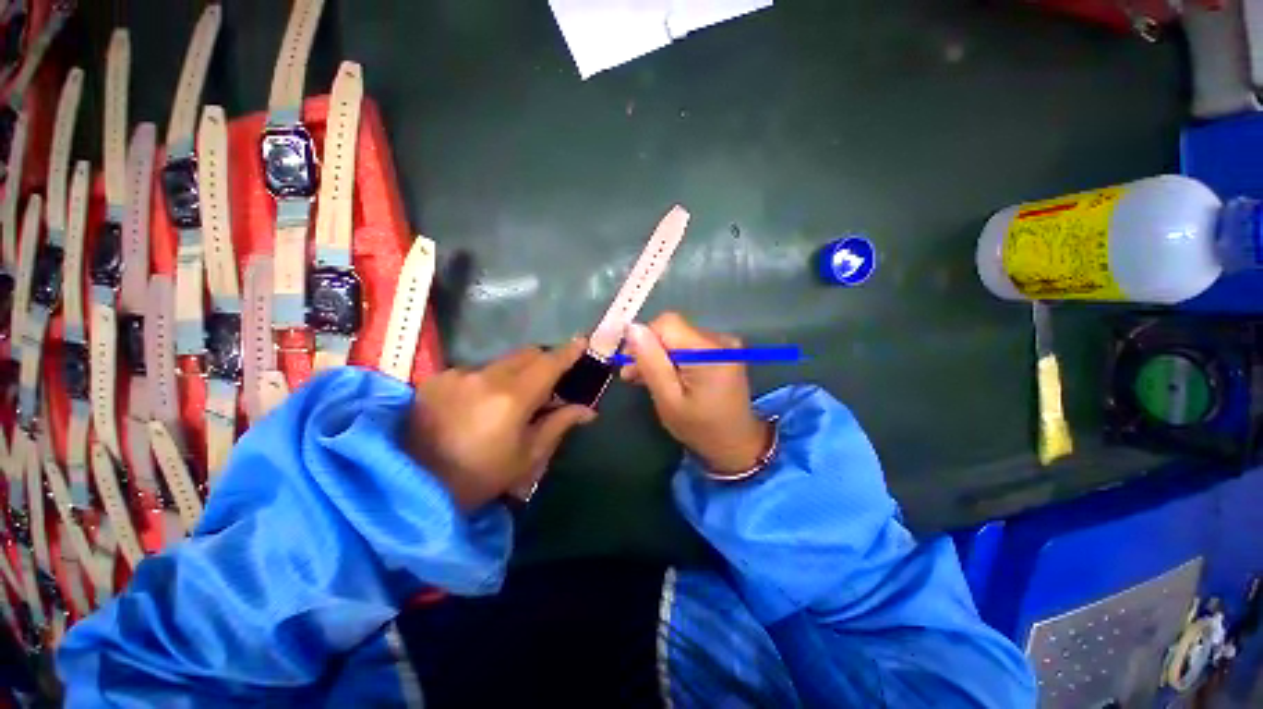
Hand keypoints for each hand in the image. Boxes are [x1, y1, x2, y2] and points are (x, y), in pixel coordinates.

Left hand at [407, 338, 595, 509]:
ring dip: (515, 373)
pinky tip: (477, 405)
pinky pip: (474, 371)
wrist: (411, 488)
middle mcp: (485, 377)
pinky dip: (487, 381)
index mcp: (512, 398)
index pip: (548, 364)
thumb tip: (588, 410)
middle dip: (544, 362)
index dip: (568, 352)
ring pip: (501, 362)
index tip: (582, 342)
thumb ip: (559, 424)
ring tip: (509, 401)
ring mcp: (457, 375)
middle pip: (526, 354)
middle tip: (549, 383)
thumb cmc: (479, 477)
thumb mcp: (527, 457)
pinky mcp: (436, 379)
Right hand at [621, 312, 770, 474]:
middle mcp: (719, 339)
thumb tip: (632, 328)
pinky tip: (666, 376)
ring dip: (659, 355)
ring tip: (646, 379)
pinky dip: (674, 358)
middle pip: (672, 329)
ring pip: (678, 337)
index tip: (630, 364)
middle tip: (632, 376)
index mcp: (707, 351)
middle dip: (649, 349)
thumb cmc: (700, 427)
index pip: (666, 323)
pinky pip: (689, 344)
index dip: (643, 339)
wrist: (737, 444)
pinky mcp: (723, 350)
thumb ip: (651, 362)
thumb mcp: (668, 400)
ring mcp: (723, 344)